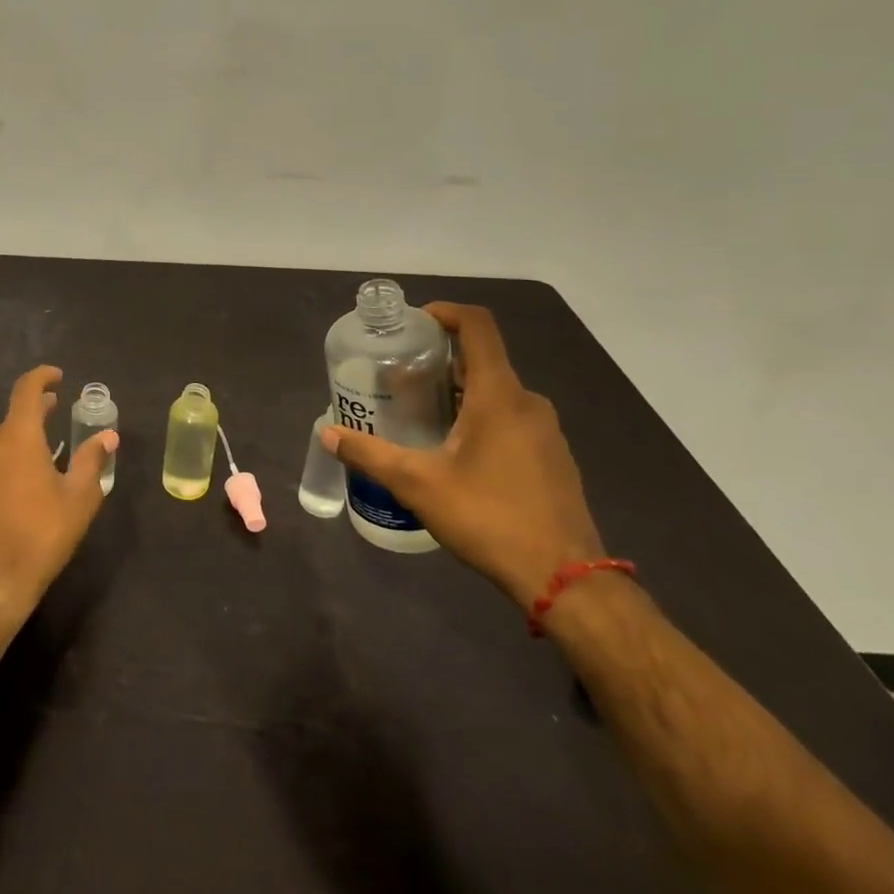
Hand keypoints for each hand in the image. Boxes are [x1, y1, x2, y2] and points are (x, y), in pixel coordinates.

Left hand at [0, 365, 115, 627]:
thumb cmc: (41, 535)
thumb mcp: (78, 499)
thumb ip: (91, 460)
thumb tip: (107, 436)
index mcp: (18, 436)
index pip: (27, 389)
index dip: (43, 377)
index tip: (57, 377)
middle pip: (12, 420)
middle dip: (34, 417)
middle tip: (53, 419)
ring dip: (13, 450)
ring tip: (32, 470)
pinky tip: (6, 496)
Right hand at [320, 303, 603, 609]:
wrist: (565, 580)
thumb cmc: (489, 518)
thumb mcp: (418, 485)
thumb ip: (370, 455)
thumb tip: (327, 434)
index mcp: (499, 395)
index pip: (478, 327)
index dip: (446, 313)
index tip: (414, 322)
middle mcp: (528, 403)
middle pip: (483, 360)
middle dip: (441, 360)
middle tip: (400, 376)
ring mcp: (546, 432)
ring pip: (497, 392)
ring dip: (460, 391)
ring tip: (420, 412)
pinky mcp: (553, 458)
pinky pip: (512, 418)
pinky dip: (481, 417)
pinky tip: (454, 450)